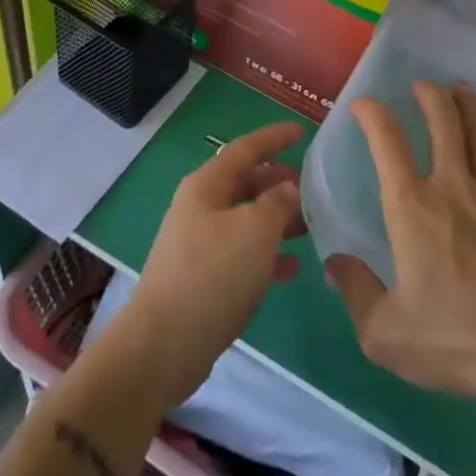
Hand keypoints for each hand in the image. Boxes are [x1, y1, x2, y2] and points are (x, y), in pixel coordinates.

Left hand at [120, 121, 304, 408]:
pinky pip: (242, 254)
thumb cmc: (213, 274)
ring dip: (277, 220)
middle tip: (312, 187)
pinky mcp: (203, 278)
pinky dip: (267, 255)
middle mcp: (200, 207)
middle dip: (278, 182)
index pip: (246, 148)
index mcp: (207, 185)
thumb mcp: (255, 231)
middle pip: (245, 183)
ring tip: (311, 226)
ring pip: (246, 220)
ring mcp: (199, 244)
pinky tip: (293, 268)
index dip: (274, 137)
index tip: (302, 130)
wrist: (163, 345)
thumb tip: (287, 188)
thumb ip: (277, 203)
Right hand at [325, 81, 475, 404]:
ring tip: (460, 90)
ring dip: (468, 106)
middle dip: (430, 96)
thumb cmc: (456, 338)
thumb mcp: (386, 333)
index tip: (364, 105)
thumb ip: (356, 293)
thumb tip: (335, 264)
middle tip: (423, 85)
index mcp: (412, 207)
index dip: (373, 115)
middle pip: (443, 122)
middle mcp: (452, 186)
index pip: (387, 142)